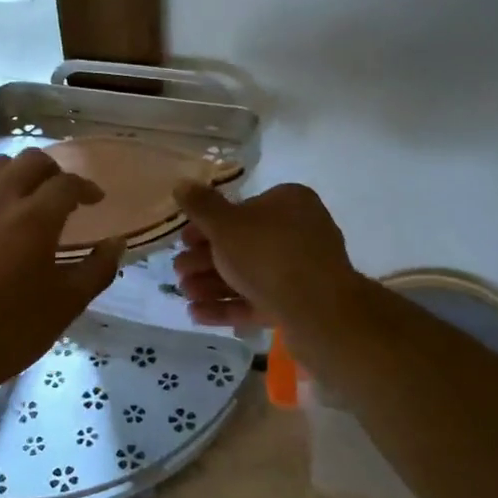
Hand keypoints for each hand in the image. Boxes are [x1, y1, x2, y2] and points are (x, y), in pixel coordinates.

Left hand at [0, 149, 121, 398]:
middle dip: (55, 171)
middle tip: (66, 195)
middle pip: (30, 161)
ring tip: (33, 200)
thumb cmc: (9, 332)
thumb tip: (116, 243)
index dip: (87, 187)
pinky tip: (3, 221)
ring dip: (21, 173)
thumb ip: (97, 269)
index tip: (97, 200)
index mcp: (33, 219)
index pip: (66, 183)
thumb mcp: (66, 305)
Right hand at [171, 182, 359, 330]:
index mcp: (289, 202)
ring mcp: (302, 270)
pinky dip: (228, 305)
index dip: (207, 225)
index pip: (242, 208)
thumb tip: (182, 183)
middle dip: (205, 260)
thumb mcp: (226, 225)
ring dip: (212, 284)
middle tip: (178, 272)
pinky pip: (258, 299)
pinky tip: (197, 314)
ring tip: (184, 295)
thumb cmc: (268, 255)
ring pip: (248, 274)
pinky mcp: (300, 303)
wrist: (318, 311)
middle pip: (242, 244)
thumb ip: (201, 206)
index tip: (184, 240)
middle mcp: (299, 231)